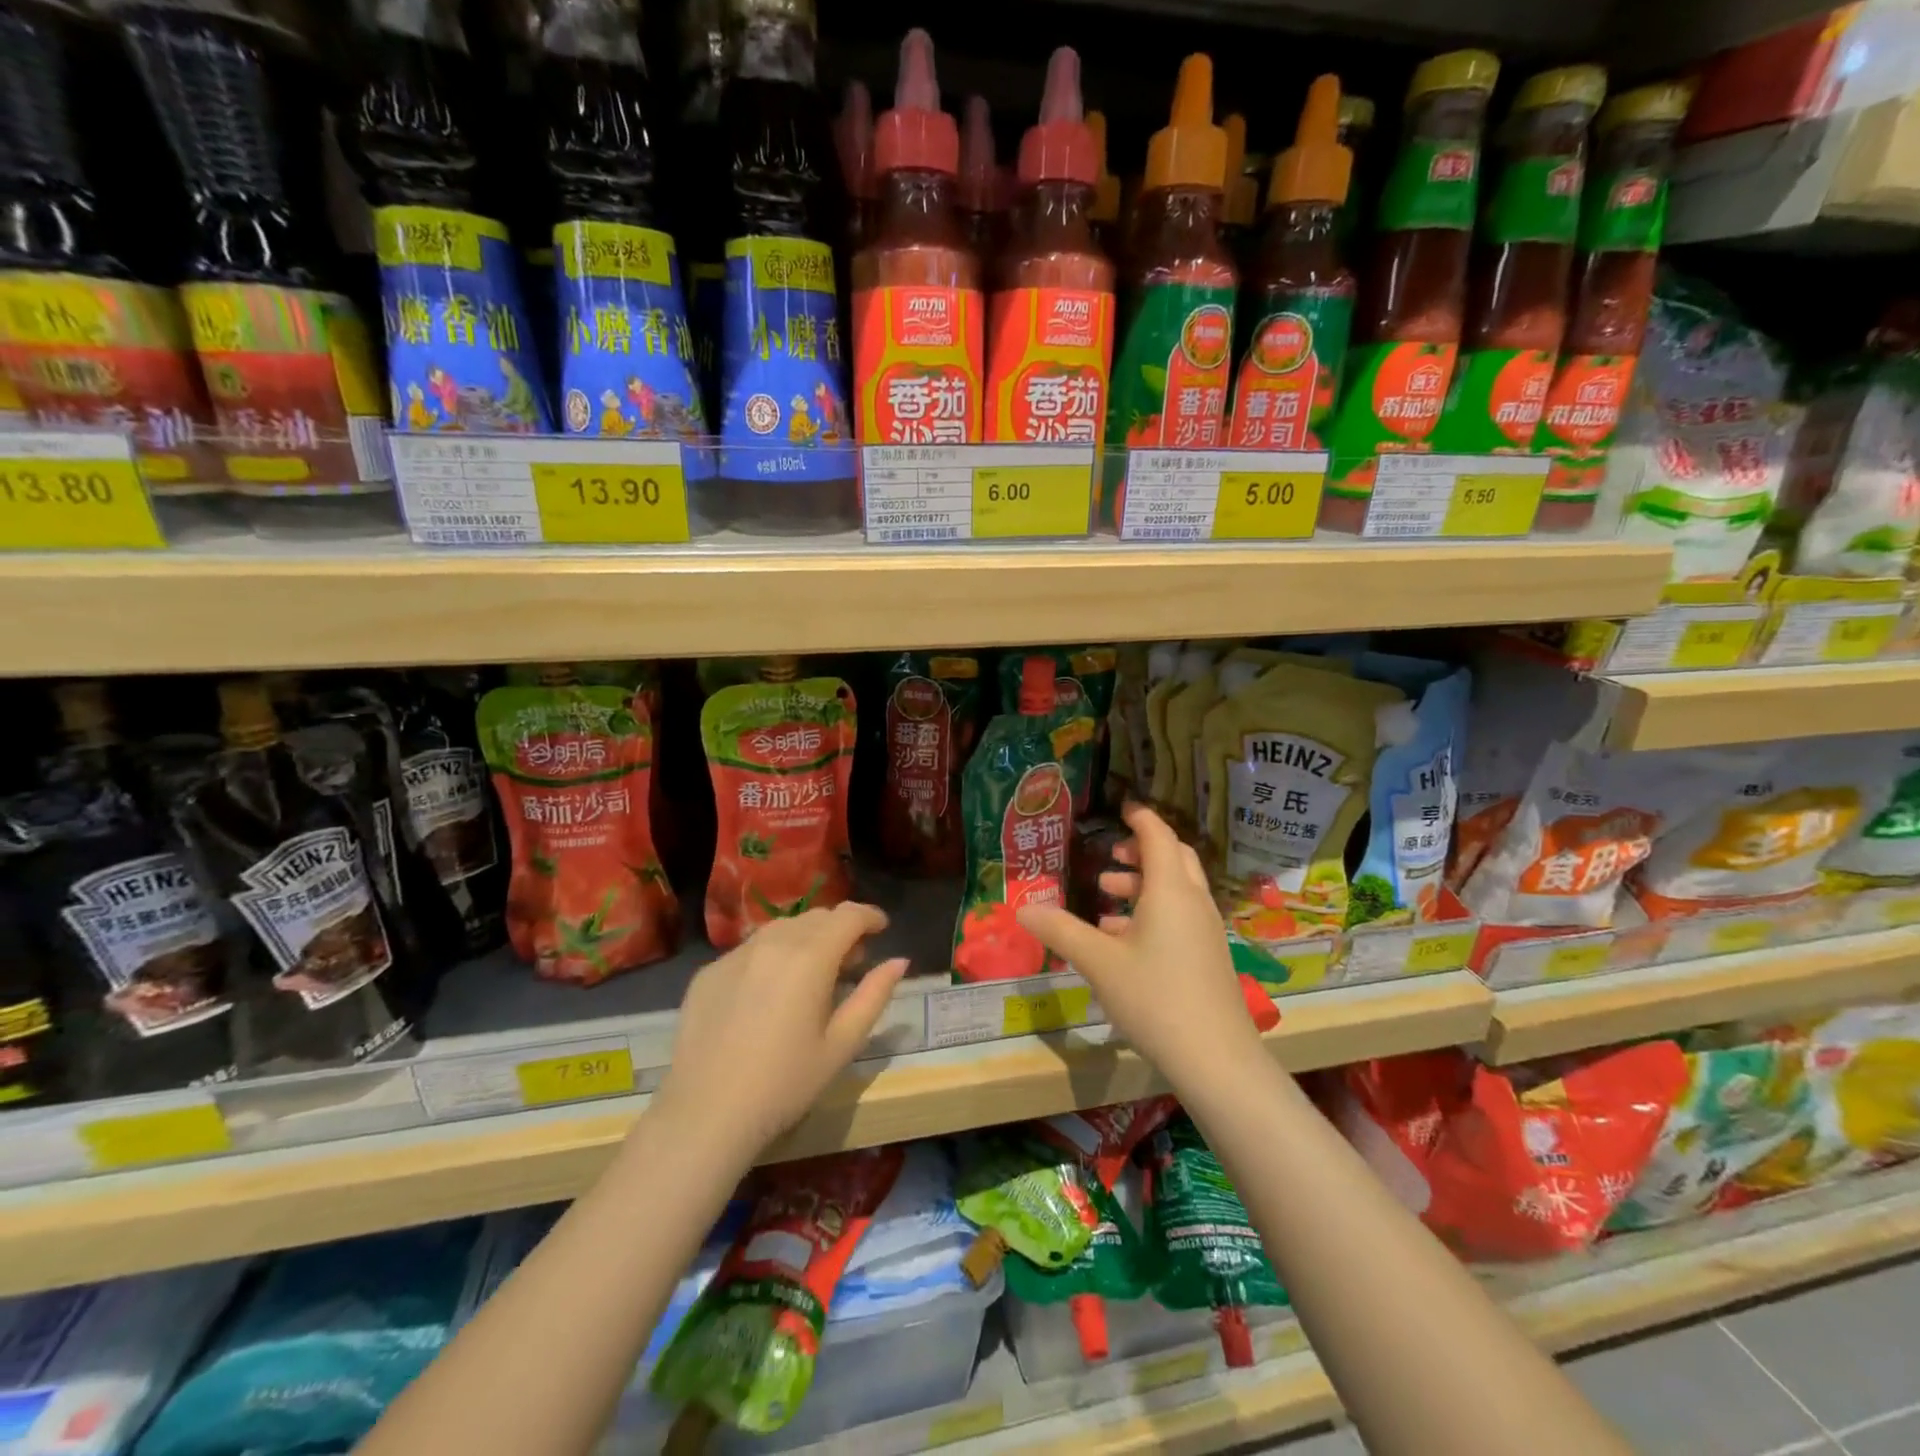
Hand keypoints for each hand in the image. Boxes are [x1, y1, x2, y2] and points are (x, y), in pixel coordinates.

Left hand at [652, 903, 907, 1161]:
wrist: (705, 1114)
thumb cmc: (785, 1084)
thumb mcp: (842, 1045)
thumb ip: (874, 995)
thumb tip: (899, 961)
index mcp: (810, 957)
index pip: (848, 915)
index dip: (870, 916)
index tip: (882, 928)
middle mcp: (772, 943)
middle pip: (816, 917)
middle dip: (840, 928)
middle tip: (851, 960)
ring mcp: (735, 955)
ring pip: (782, 928)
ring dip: (806, 937)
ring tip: (812, 972)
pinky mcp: (709, 972)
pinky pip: (751, 949)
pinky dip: (772, 955)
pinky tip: (770, 991)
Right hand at [1016, 803, 1266, 1094]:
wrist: (1215, 1057)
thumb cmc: (1154, 997)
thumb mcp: (1098, 962)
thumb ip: (1060, 931)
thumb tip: (1022, 908)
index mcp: (1170, 890)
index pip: (1157, 835)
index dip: (1140, 817)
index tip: (1122, 806)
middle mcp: (1193, 901)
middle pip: (1174, 857)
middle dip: (1142, 849)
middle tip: (1110, 854)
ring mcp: (1205, 930)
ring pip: (1177, 889)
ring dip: (1144, 883)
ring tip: (1106, 896)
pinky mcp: (1208, 955)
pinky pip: (1180, 915)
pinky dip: (1153, 911)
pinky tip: (1122, 938)